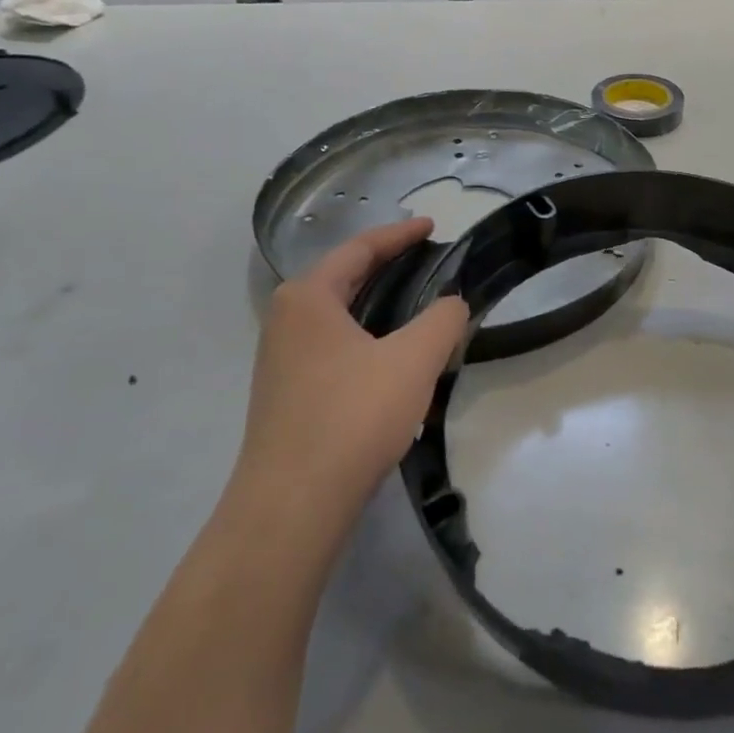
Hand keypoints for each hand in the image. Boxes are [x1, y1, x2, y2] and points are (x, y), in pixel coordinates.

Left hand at [234, 219, 469, 535]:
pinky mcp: (287, 395)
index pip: (360, 248)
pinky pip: (333, 347)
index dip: (401, 234)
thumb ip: (443, 320)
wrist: (292, 506)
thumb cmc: (352, 416)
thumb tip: (452, 305)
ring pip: (339, 316)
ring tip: (417, 306)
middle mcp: (286, 320)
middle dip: (388, 265)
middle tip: (429, 261)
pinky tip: (392, 360)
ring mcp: (281, 360)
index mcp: (308, 297)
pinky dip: (366, 337)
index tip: (433, 226)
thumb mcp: (413, 360)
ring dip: (378, 305)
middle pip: (344, 277)